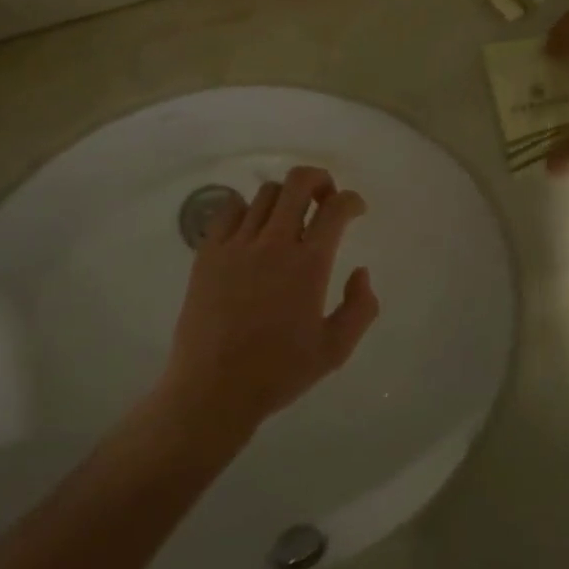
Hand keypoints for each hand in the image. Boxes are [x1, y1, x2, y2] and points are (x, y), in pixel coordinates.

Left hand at [160, 166, 380, 444]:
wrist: (214, 388)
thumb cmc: (279, 372)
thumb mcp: (335, 350)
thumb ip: (360, 307)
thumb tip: (361, 272)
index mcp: (308, 264)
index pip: (336, 209)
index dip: (352, 201)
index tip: (356, 210)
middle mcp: (273, 243)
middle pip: (298, 182)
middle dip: (319, 179)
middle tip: (325, 198)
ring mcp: (236, 244)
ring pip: (265, 193)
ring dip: (285, 197)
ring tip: (288, 219)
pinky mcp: (208, 252)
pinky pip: (229, 209)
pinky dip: (247, 209)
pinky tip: (251, 231)